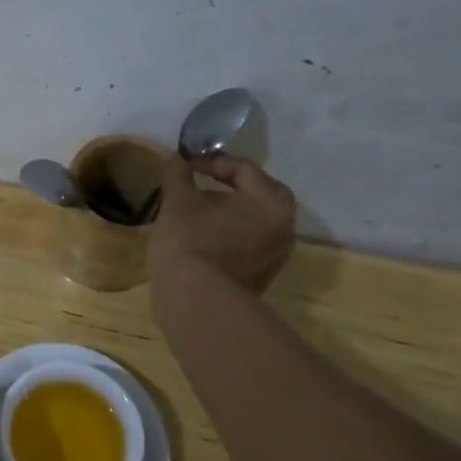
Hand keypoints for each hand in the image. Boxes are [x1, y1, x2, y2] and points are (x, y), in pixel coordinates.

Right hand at [149, 153, 296, 292]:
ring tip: (195, 209)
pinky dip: (226, 233)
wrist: (195, 302)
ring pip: (252, 221)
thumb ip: (178, 175)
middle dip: (228, 185)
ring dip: (227, 211)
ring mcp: (274, 257)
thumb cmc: (190, 241)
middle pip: (257, 194)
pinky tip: (199, 236)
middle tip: (200, 182)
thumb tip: (176, 158)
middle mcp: (283, 228)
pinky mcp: (258, 277)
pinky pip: (246, 243)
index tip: (184, 163)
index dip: (210, 160)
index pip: (244, 169)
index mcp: (271, 203)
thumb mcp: (178, 201)